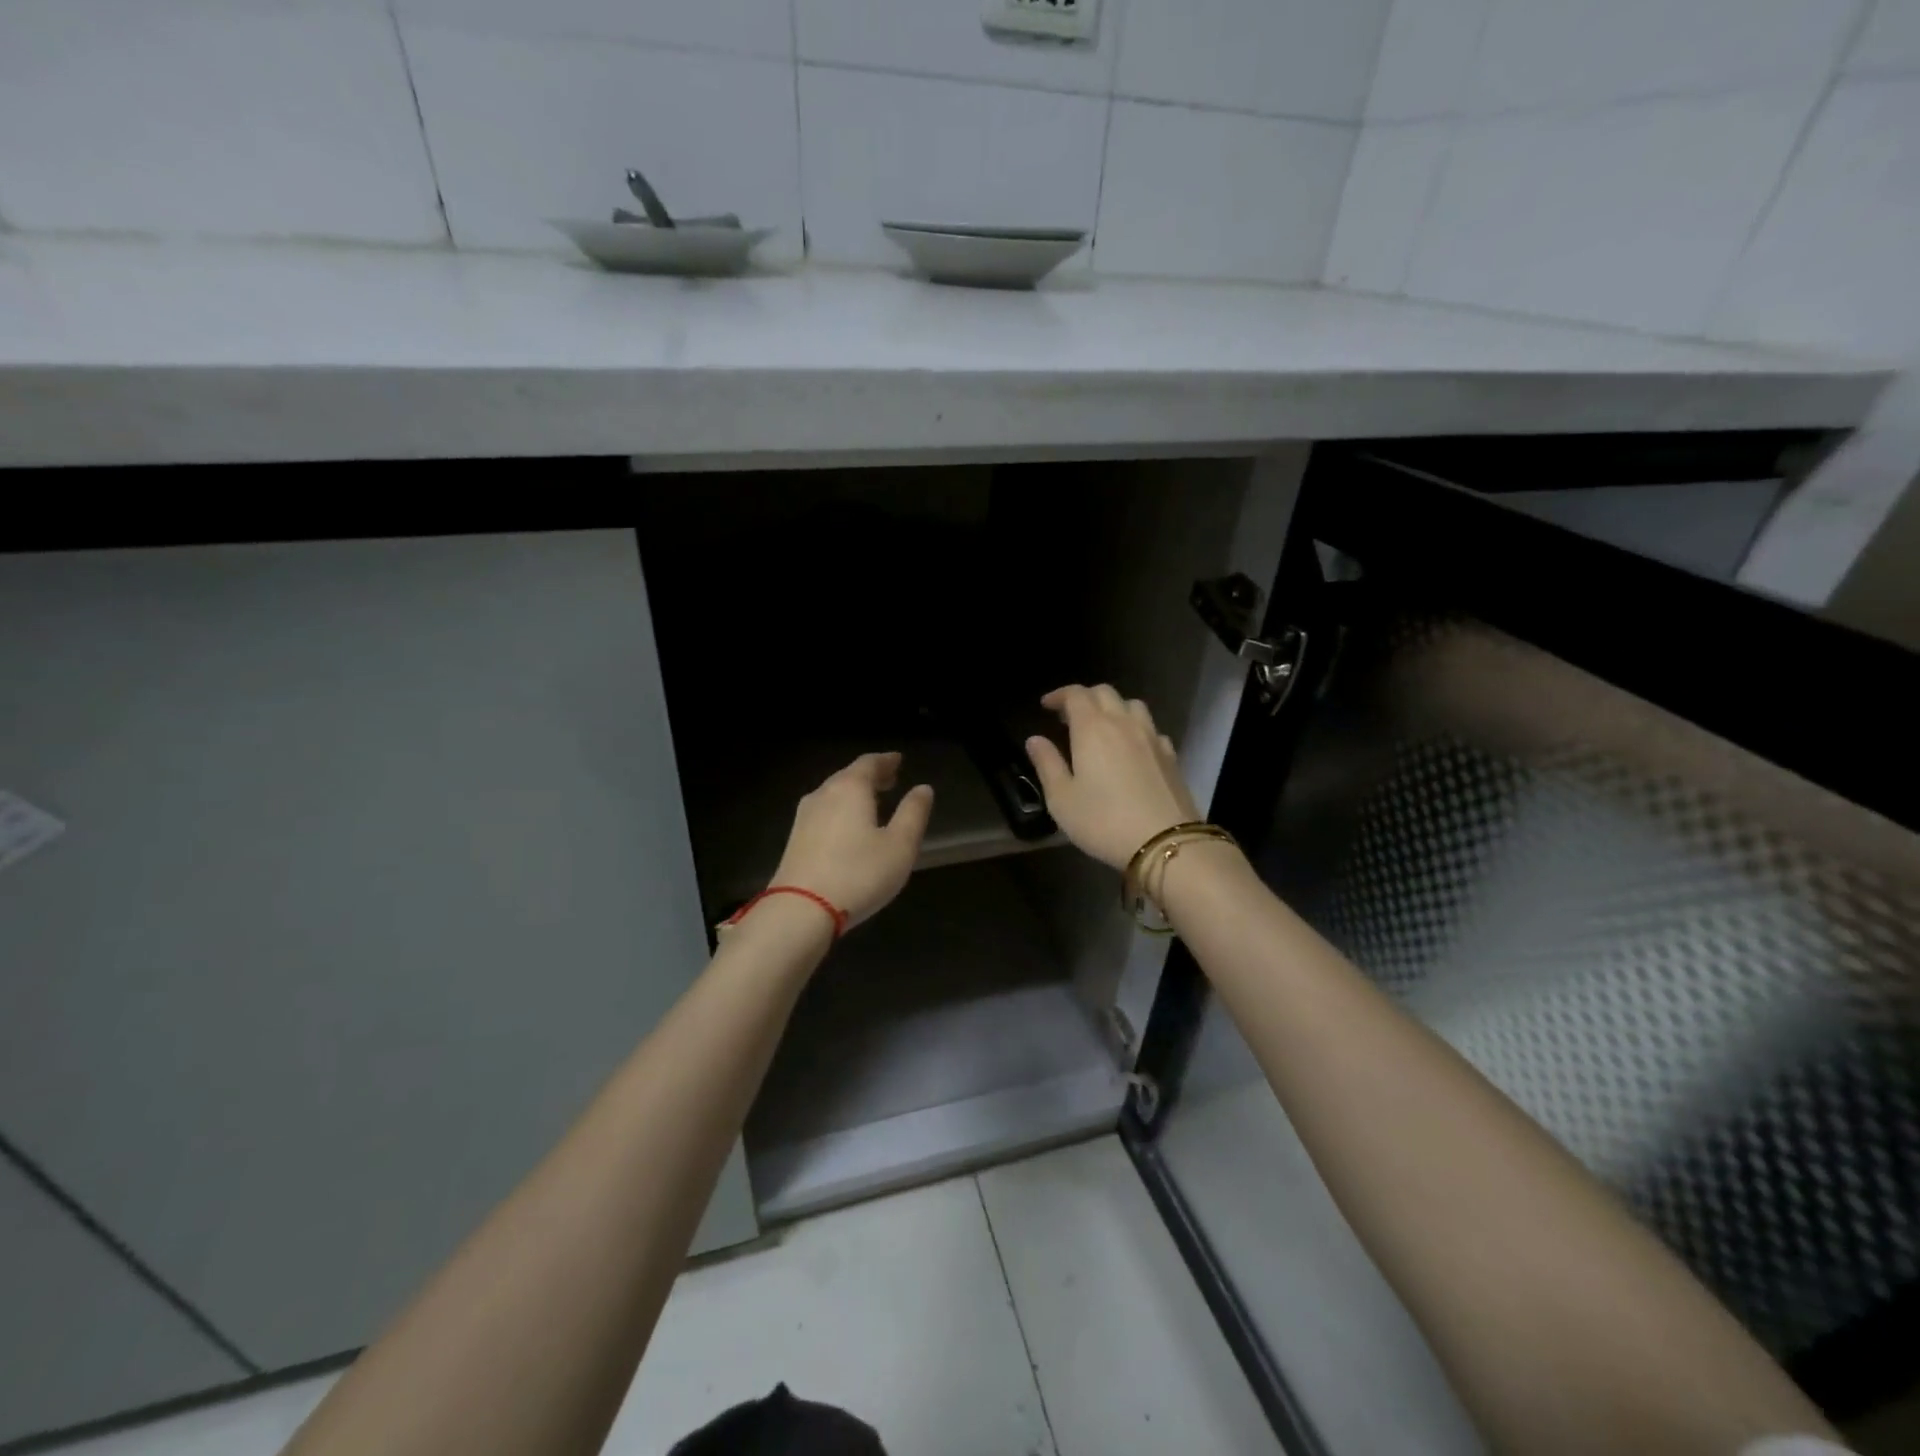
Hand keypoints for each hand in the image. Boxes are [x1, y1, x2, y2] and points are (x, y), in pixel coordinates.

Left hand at [770, 752, 933, 928]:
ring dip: (854, 794)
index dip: (886, 760)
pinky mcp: (795, 840)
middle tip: (889, 779)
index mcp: (850, 788)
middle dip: (870, 776)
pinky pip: (823, 813)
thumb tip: (923, 789)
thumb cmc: (859, 874)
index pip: (869, 763)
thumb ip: (913, 813)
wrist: (800, 910)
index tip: (898, 760)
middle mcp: (823, 794)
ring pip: (833, 794)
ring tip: (872, 802)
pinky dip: (840, 811)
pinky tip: (847, 827)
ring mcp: (804, 818)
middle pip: (848, 776)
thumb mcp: (900, 845)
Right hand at [1025, 685, 1199, 870]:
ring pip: (1132, 705)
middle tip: (1070, 716)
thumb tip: (1035, 739)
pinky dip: (1136, 729)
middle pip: (1105, 693)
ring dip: (1114, 707)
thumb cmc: (1103, 821)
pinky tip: (1132, 748)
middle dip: (1084, 697)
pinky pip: (1151, 729)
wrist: (1164, 843)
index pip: (1075, 694)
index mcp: (1092, 728)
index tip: (1046, 705)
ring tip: (1102, 727)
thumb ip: (1047, 764)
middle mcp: (1123, 723)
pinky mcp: (1171, 755)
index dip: (1059, 695)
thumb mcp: (1062, 799)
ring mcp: (1152, 737)